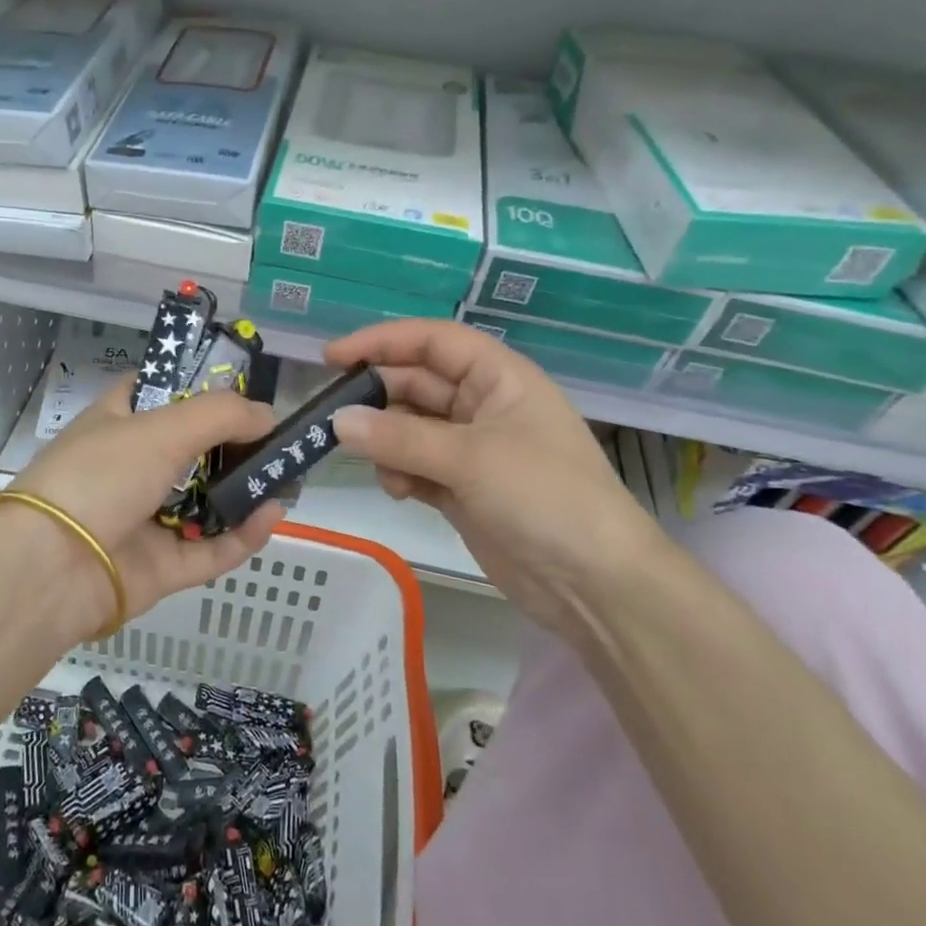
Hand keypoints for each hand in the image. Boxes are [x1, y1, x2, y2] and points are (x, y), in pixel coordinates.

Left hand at [9, 377, 285, 632]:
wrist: (51, 568)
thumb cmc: (100, 476)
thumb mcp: (161, 428)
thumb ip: (221, 414)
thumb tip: (267, 415)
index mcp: (120, 422)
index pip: (160, 391)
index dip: (199, 385)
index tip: (243, 389)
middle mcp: (133, 466)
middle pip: (193, 448)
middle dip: (237, 444)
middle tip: (280, 438)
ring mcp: (147, 518)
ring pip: (206, 501)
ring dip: (246, 490)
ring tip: (288, 476)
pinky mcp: (161, 567)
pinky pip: (211, 549)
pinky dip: (243, 535)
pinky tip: (272, 515)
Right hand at [326, 320, 679, 631]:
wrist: (595, 583)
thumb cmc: (544, 497)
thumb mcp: (471, 458)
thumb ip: (399, 438)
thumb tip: (336, 421)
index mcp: (499, 377)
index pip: (432, 341)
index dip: (382, 341)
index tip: (331, 357)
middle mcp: (483, 405)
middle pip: (416, 384)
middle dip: (376, 400)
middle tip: (332, 420)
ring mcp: (472, 449)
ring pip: (410, 428)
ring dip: (386, 443)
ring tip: (378, 467)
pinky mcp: (462, 488)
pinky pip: (415, 465)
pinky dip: (400, 473)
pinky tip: (398, 492)